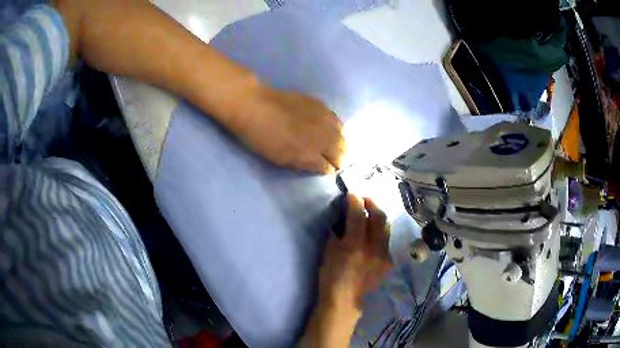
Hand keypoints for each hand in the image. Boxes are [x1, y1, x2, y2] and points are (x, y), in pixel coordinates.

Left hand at [229, 86, 345, 173]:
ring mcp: (325, 120)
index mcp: (312, 155)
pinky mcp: (322, 106)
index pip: (330, 167)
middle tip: (333, 160)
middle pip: (341, 152)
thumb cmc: (263, 138)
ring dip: (340, 143)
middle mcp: (324, 138)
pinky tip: (331, 129)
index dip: (328, 170)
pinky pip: (337, 121)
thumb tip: (320, 166)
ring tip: (334, 145)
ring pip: (343, 136)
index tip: (327, 170)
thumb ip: (304, 163)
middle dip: (338, 158)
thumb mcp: (282, 159)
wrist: (257, 107)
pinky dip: (337, 128)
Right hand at [320, 194, 391, 308]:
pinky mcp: (388, 261)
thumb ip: (338, 233)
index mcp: (354, 245)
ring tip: (371, 212)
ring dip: (378, 216)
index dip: (355, 200)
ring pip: (386, 227)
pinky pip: (386, 241)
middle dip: (372, 203)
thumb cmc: (331, 276)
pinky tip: (373, 234)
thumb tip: (344, 219)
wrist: (345, 299)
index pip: (358, 214)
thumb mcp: (329, 251)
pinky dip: (380, 233)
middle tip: (364, 198)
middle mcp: (373, 248)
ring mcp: (384, 255)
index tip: (352, 193)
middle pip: (379, 217)